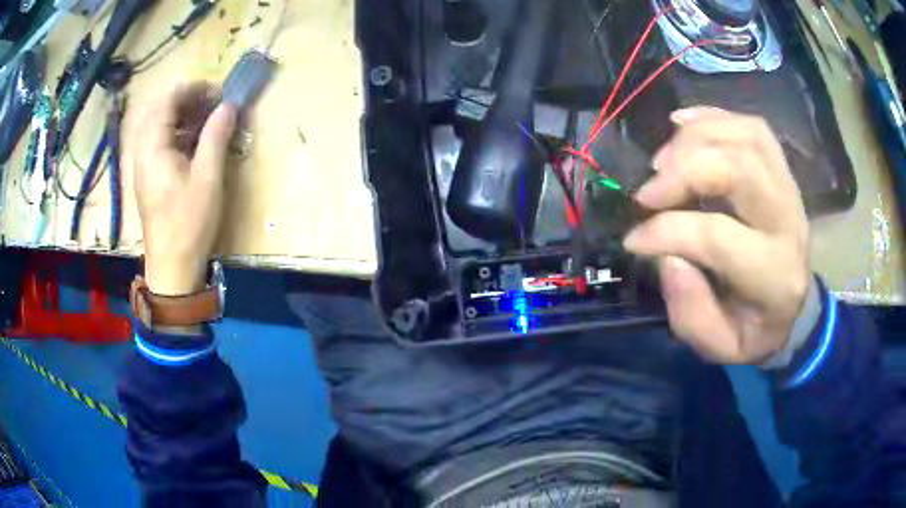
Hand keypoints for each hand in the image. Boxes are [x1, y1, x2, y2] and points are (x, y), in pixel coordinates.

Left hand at [130, 83, 237, 295]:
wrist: (172, 267)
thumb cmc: (189, 222)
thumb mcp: (208, 177)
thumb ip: (216, 135)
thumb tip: (229, 105)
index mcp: (153, 148)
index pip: (167, 101)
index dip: (193, 89)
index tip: (217, 92)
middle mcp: (142, 152)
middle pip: (159, 110)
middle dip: (186, 100)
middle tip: (212, 105)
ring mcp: (142, 166)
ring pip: (157, 126)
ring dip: (181, 116)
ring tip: (206, 121)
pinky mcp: (147, 178)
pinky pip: (157, 143)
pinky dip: (175, 133)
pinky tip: (193, 143)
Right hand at [624, 107, 809, 363]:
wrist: (794, 308)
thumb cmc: (754, 329)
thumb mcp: (719, 346)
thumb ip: (690, 311)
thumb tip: (665, 255)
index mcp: (774, 275)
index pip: (718, 235)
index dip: (666, 231)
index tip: (633, 239)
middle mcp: (788, 222)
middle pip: (740, 166)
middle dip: (684, 170)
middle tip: (648, 191)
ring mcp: (789, 188)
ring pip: (746, 136)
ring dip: (695, 138)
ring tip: (663, 161)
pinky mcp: (782, 170)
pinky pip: (752, 126)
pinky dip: (712, 117)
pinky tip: (681, 125)